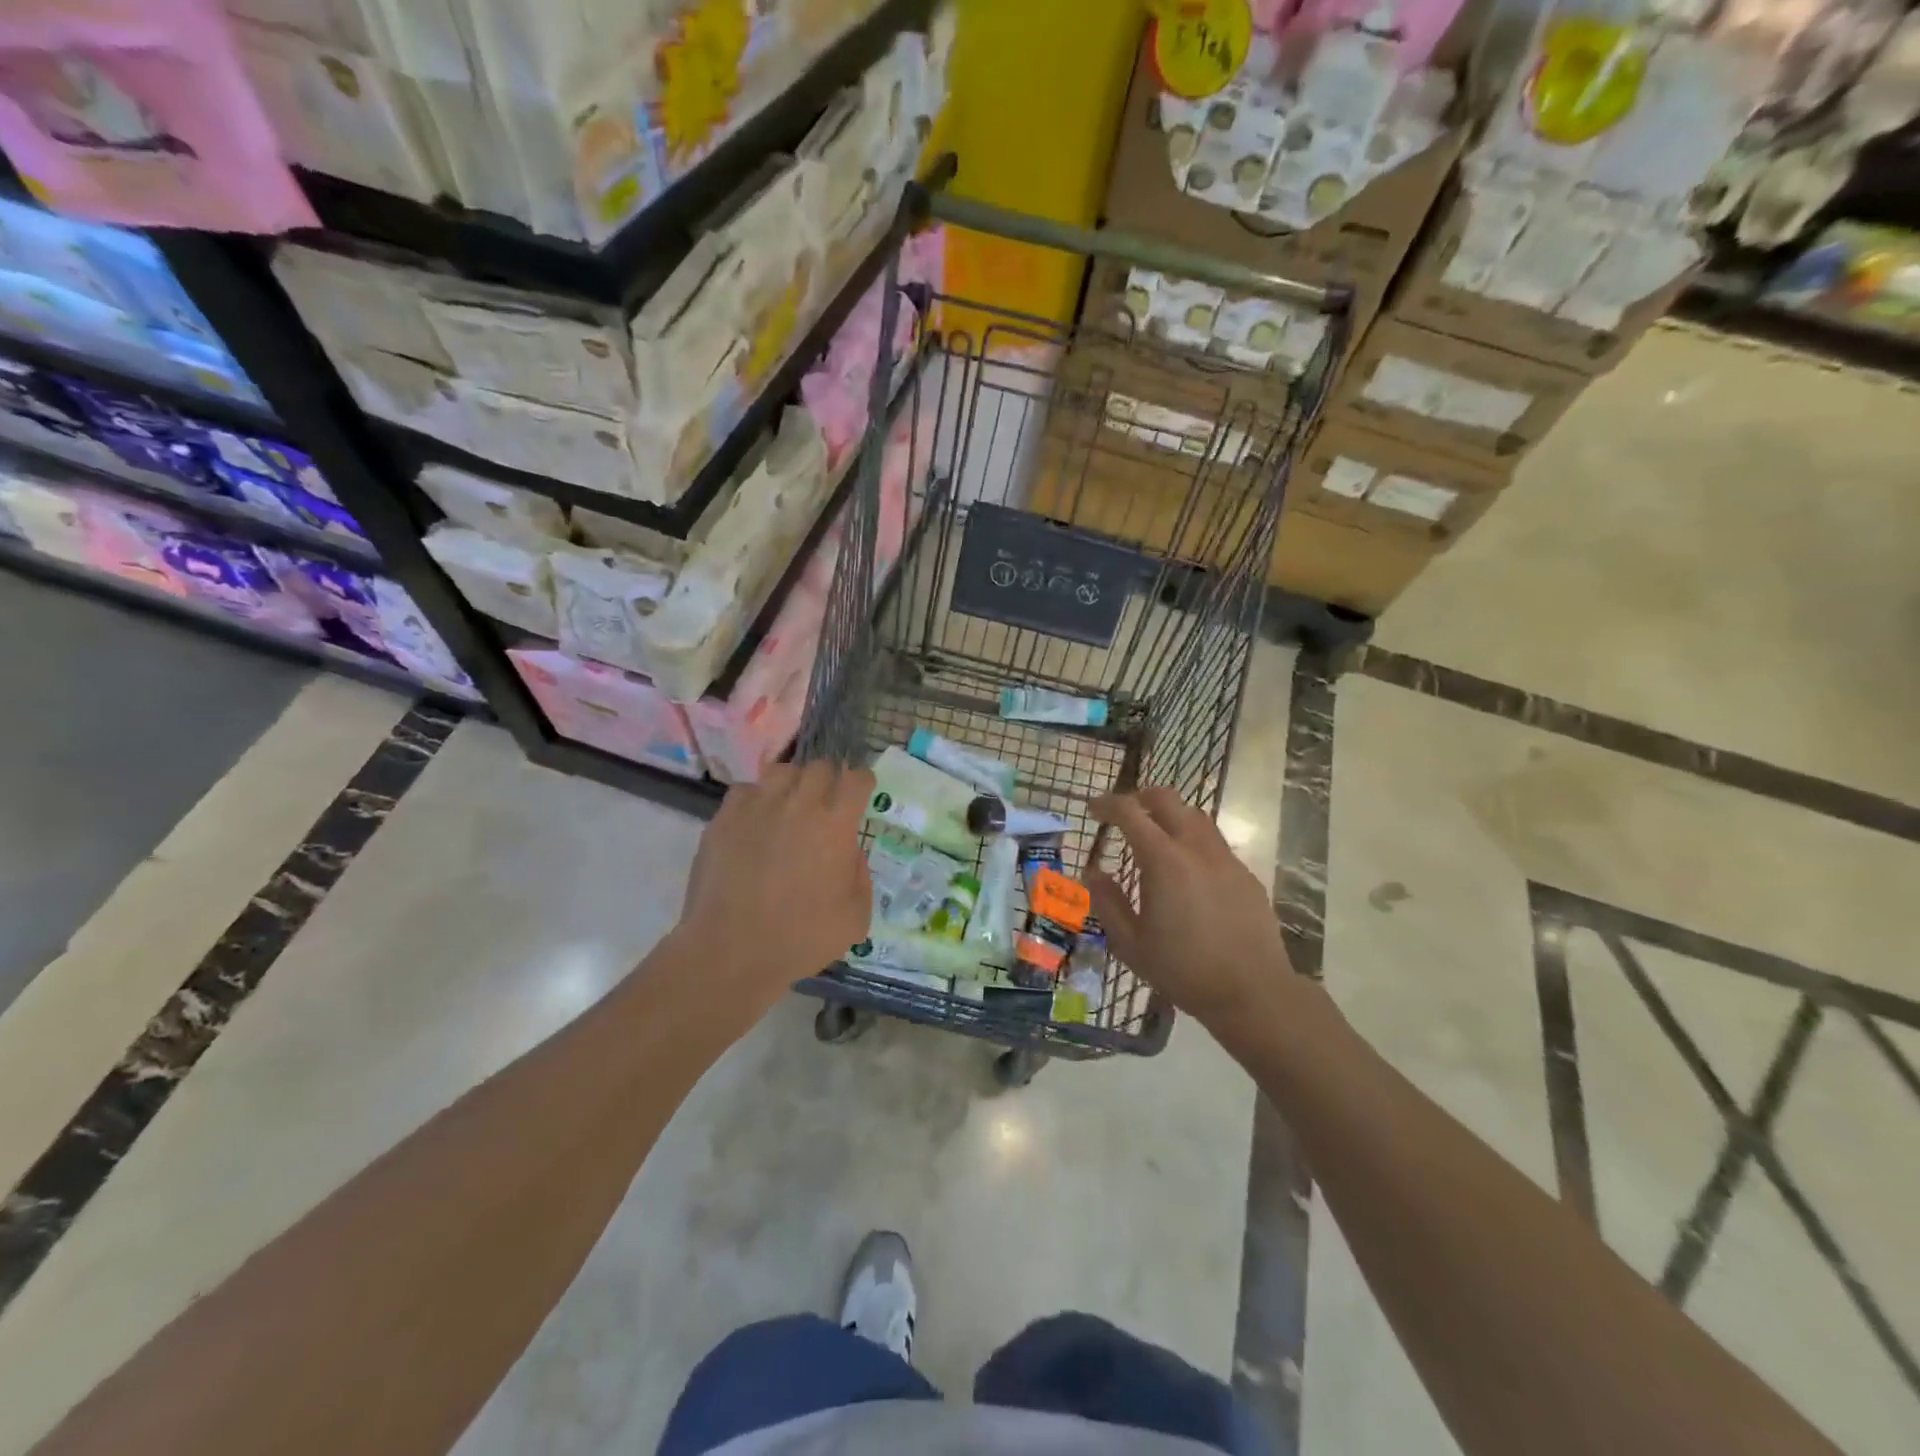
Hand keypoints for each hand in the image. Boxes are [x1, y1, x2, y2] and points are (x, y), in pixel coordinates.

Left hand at [674, 762, 873, 1016]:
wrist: (731, 951)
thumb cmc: (800, 938)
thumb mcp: (855, 917)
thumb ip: (859, 875)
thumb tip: (848, 852)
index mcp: (835, 824)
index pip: (856, 779)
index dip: (862, 782)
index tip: (861, 792)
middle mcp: (798, 804)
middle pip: (819, 767)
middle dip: (828, 780)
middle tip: (826, 804)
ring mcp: (757, 807)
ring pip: (781, 772)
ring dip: (793, 784)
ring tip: (790, 806)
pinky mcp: (724, 819)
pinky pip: (745, 791)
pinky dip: (756, 799)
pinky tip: (756, 822)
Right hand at [1087, 788, 1294, 1031]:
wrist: (1252, 992)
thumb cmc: (1183, 970)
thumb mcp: (1131, 944)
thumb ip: (1107, 902)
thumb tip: (1093, 872)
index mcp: (1164, 861)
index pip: (1130, 813)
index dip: (1108, 805)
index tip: (1093, 809)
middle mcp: (1196, 849)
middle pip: (1168, 800)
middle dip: (1141, 797)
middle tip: (1124, 813)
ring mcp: (1226, 860)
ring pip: (1196, 817)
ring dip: (1171, 816)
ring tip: (1156, 837)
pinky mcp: (1246, 876)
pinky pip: (1215, 844)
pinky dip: (1193, 843)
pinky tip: (1188, 872)